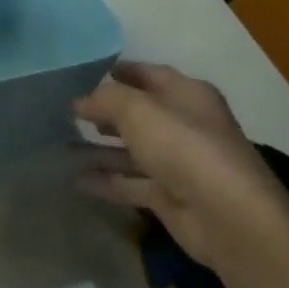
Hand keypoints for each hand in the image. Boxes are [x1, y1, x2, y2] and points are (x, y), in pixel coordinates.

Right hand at [74, 62, 288, 280]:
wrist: (228, 216)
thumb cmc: (184, 148)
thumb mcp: (138, 110)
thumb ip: (105, 99)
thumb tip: (80, 101)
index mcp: (188, 95)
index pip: (149, 75)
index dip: (119, 72)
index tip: (83, 74)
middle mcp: (185, 125)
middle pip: (139, 114)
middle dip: (105, 112)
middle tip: (67, 112)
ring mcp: (178, 163)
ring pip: (132, 151)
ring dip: (99, 149)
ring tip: (60, 145)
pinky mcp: (170, 195)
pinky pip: (130, 183)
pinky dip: (106, 181)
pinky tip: (75, 180)